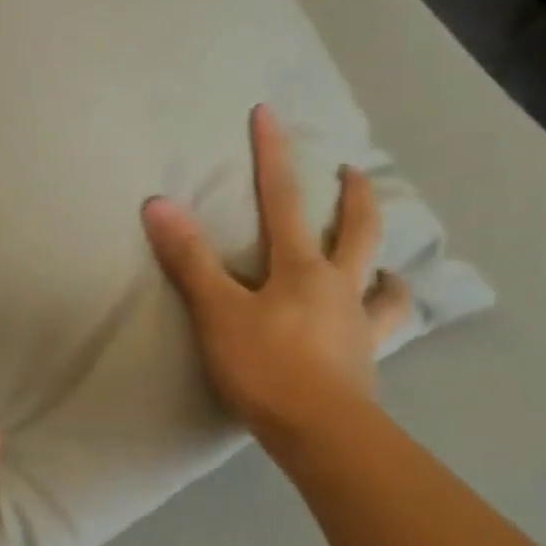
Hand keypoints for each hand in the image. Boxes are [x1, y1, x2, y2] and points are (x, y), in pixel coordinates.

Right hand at [141, 104, 411, 443]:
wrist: (320, 432)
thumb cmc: (265, 368)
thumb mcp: (218, 313)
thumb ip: (190, 260)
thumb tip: (159, 203)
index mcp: (301, 268)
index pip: (282, 199)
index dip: (273, 155)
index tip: (269, 113)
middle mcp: (338, 286)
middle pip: (356, 230)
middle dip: (353, 196)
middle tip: (351, 171)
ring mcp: (358, 323)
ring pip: (382, 281)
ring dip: (383, 260)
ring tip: (382, 257)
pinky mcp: (366, 359)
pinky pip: (385, 328)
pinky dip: (386, 312)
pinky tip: (380, 316)